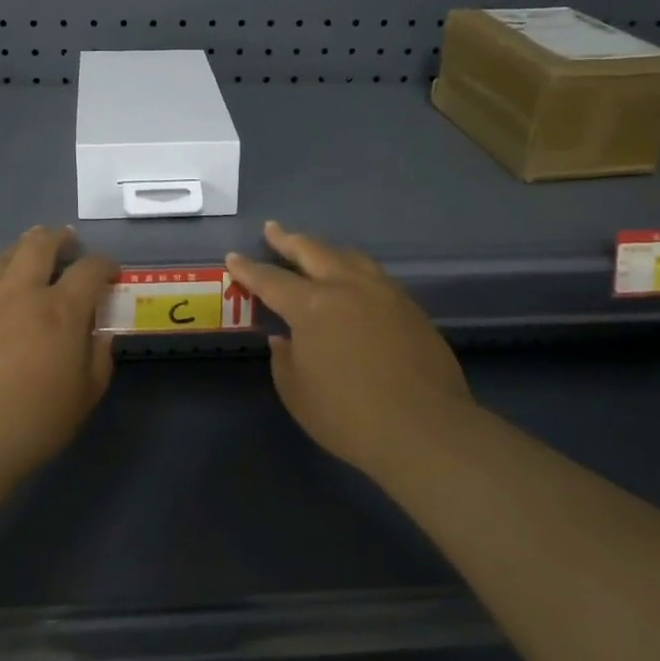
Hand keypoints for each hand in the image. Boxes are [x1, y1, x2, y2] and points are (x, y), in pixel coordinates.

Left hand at [0, 226, 116, 480]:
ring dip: (22, 253)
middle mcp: (20, 292)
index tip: (109, 273)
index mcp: (61, 311)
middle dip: (59, 238)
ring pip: (4, 256)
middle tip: (67, 245)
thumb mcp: (83, 398)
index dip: (104, 264)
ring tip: (28, 264)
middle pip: (40, 243)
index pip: (90, 269)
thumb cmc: (29, 425)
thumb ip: (98, 358)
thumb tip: (99, 333)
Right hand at [226, 221, 472, 476]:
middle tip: (273, 230)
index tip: (234, 257)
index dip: (248, 268)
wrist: (425, 430)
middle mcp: (347, 287)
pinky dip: (354, 269)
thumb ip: (285, 359)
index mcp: (312, 306)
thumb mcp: (297, 393)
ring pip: (349, 257)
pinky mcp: (410, 308)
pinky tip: (353, 281)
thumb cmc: (350, 416)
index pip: (271, 280)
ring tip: (314, 249)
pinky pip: (374, 276)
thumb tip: (285, 339)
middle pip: (312, 251)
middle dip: (288, 240)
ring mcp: (384, 293)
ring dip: (325, 250)